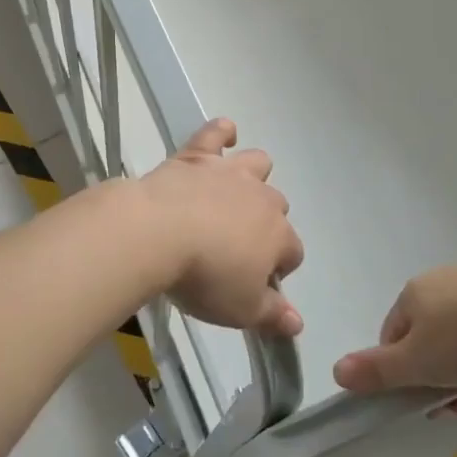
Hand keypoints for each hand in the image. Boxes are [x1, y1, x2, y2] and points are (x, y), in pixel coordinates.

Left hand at [137, 119, 304, 337]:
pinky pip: (216, 133)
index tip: (256, 284)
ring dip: (253, 176)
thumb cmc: (204, 277)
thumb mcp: (241, 309)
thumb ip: (273, 314)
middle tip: (236, 246)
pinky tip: (223, 135)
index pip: (293, 253)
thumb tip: (298, 324)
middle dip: (265, 224)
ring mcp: (230, 173)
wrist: (158, 233)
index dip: (278, 270)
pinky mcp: (197, 156)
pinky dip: (221, 133)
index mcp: (278, 236)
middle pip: (277, 207)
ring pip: (257, 164)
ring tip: (235, 192)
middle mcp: (261, 198)